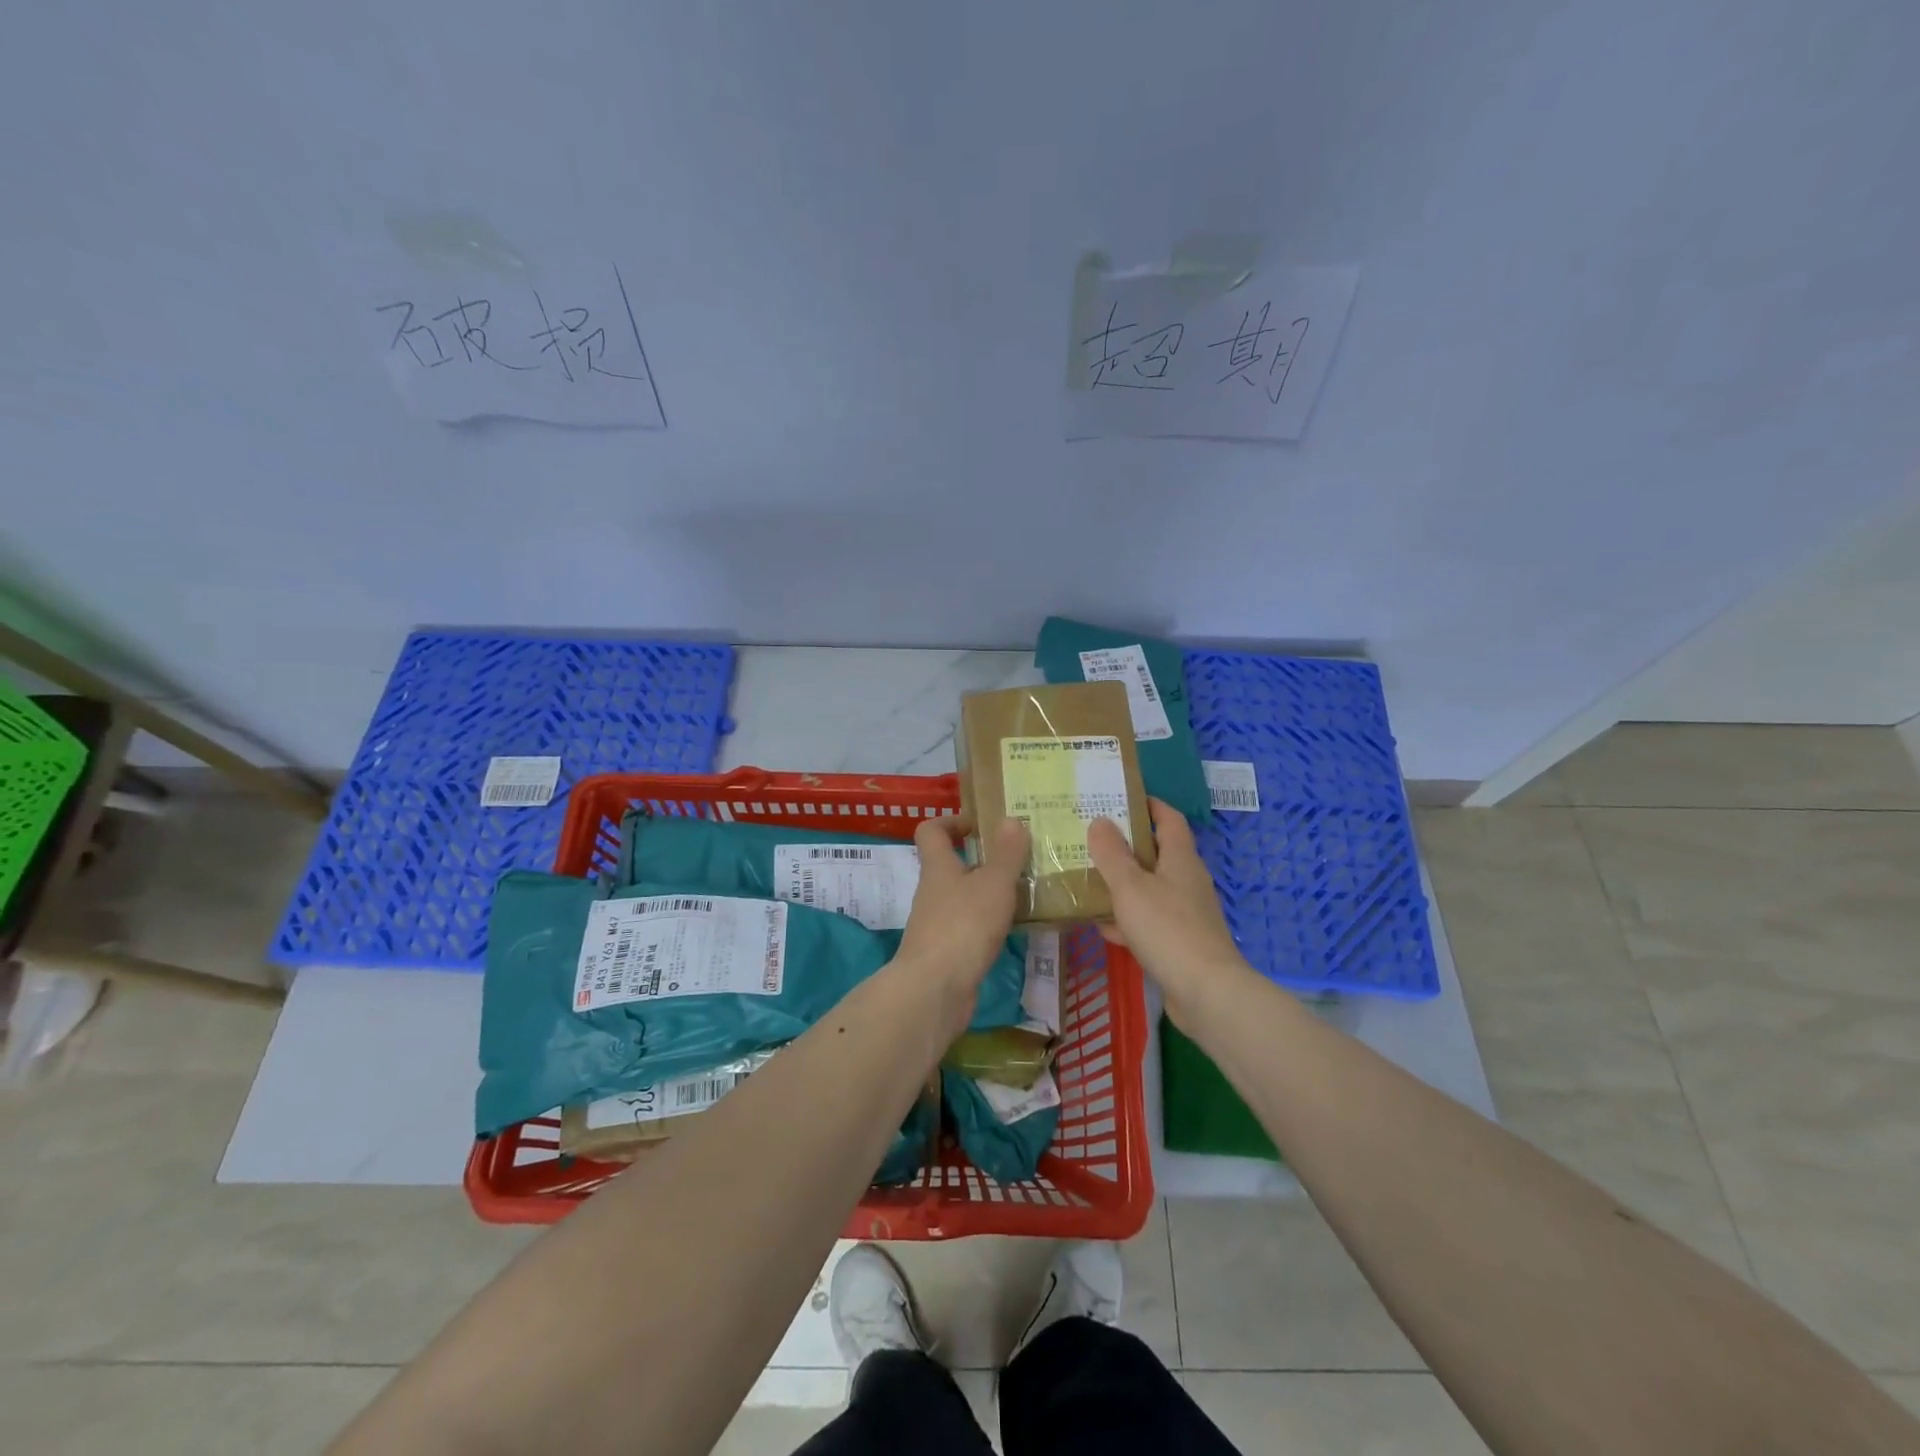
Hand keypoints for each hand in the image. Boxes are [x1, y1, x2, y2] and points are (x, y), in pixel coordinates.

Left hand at [897, 816, 1027, 1013]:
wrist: (935, 990)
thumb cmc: (964, 926)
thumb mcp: (993, 884)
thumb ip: (1005, 853)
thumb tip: (1010, 819)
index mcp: (938, 867)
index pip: (931, 831)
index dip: (951, 821)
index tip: (979, 825)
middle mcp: (932, 892)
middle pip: (950, 865)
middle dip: (980, 860)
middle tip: (1016, 859)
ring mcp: (936, 924)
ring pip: (962, 897)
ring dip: (987, 892)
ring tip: (1022, 891)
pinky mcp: (946, 952)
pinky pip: (968, 926)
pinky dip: (988, 922)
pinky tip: (1013, 928)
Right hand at [1088, 799, 1249, 1023]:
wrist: (1206, 993)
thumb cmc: (1167, 929)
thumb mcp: (1130, 887)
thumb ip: (1112, 854)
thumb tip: (1100, 820)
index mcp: (1181, 859)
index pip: (1168, 819)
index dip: (1148, 805)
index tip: (1119, 798)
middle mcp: (1187, 881)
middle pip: (1157, 854)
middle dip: (1126, 846)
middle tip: (1092, 839)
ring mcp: (1187, 914)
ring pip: (1150, 889)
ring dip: (1123, 884)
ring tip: (1089, 879)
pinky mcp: (1181, 943)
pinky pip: (1150, 921)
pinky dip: (1128, 919)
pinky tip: (1103, 927)